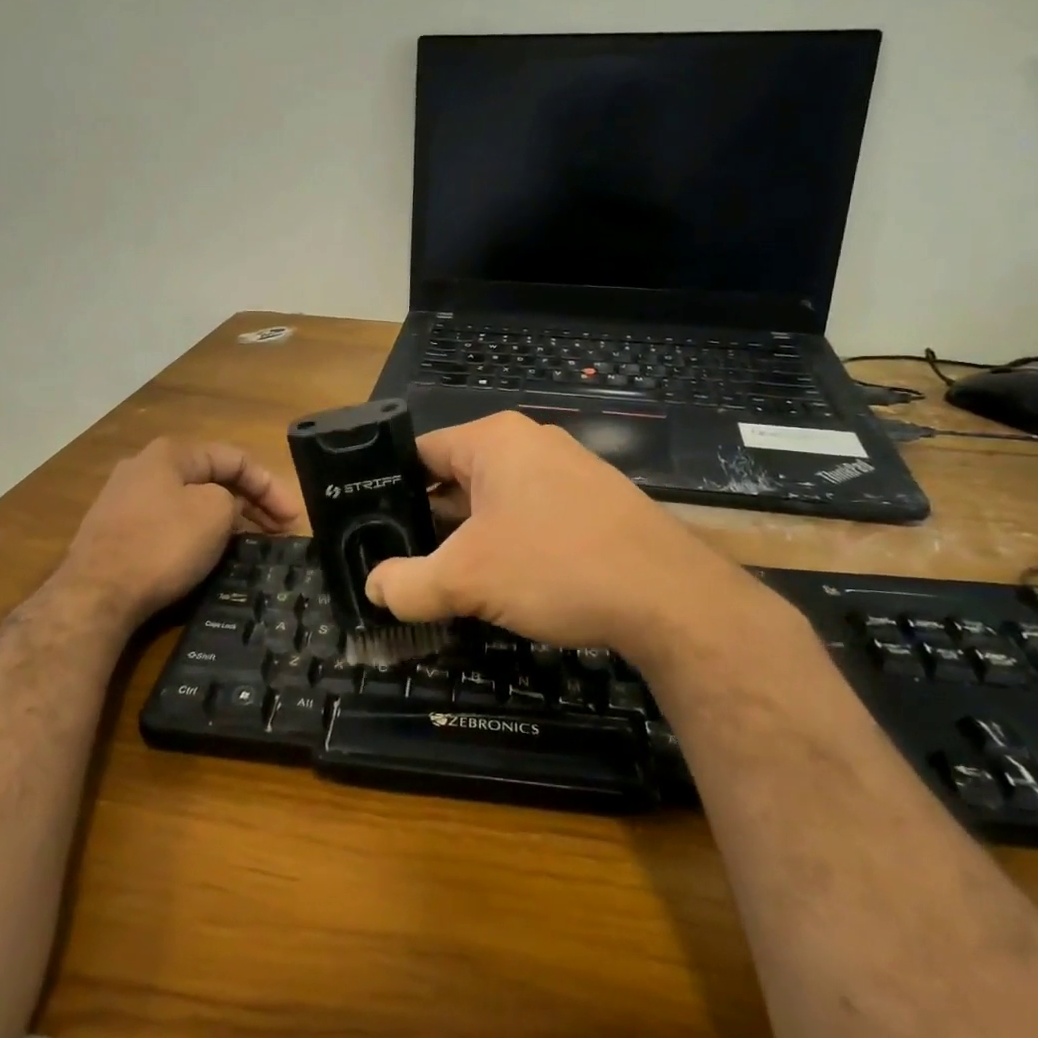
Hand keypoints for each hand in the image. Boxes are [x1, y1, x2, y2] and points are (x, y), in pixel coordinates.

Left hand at [54, 437, 299, 631]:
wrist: (95, 595)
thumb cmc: (163, 545)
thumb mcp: (215, 513)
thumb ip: (232, 499)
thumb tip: (225, 505)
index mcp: (171, 453)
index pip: (235, 458)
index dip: (271, 486)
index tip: (294, 519)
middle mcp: (144, 467)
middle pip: (211, 478)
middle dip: (250, 502)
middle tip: (280, 531)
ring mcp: (124, 499)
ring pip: (190, 501)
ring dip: (225, 517)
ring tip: (250, 542)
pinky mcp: (115, 531)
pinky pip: (169, 522)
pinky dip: (197, 532)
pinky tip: (208, 552)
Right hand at [364, 413, 786, 673]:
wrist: (669, 598)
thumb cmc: (555, 565)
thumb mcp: (467, 579)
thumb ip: (407, 584)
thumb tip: (374, 589)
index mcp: (494, 440)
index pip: (419, 453)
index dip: (387, 490)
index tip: (368, 530)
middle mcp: (530, 444)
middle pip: (456, 479)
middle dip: (428, 523)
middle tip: (400, 564)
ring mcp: (567, 473)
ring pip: (494, 503)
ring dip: (468, 541)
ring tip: (442, 582)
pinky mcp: (593, 505)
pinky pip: (530, 518)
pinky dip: (507, 547)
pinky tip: (501, 587)